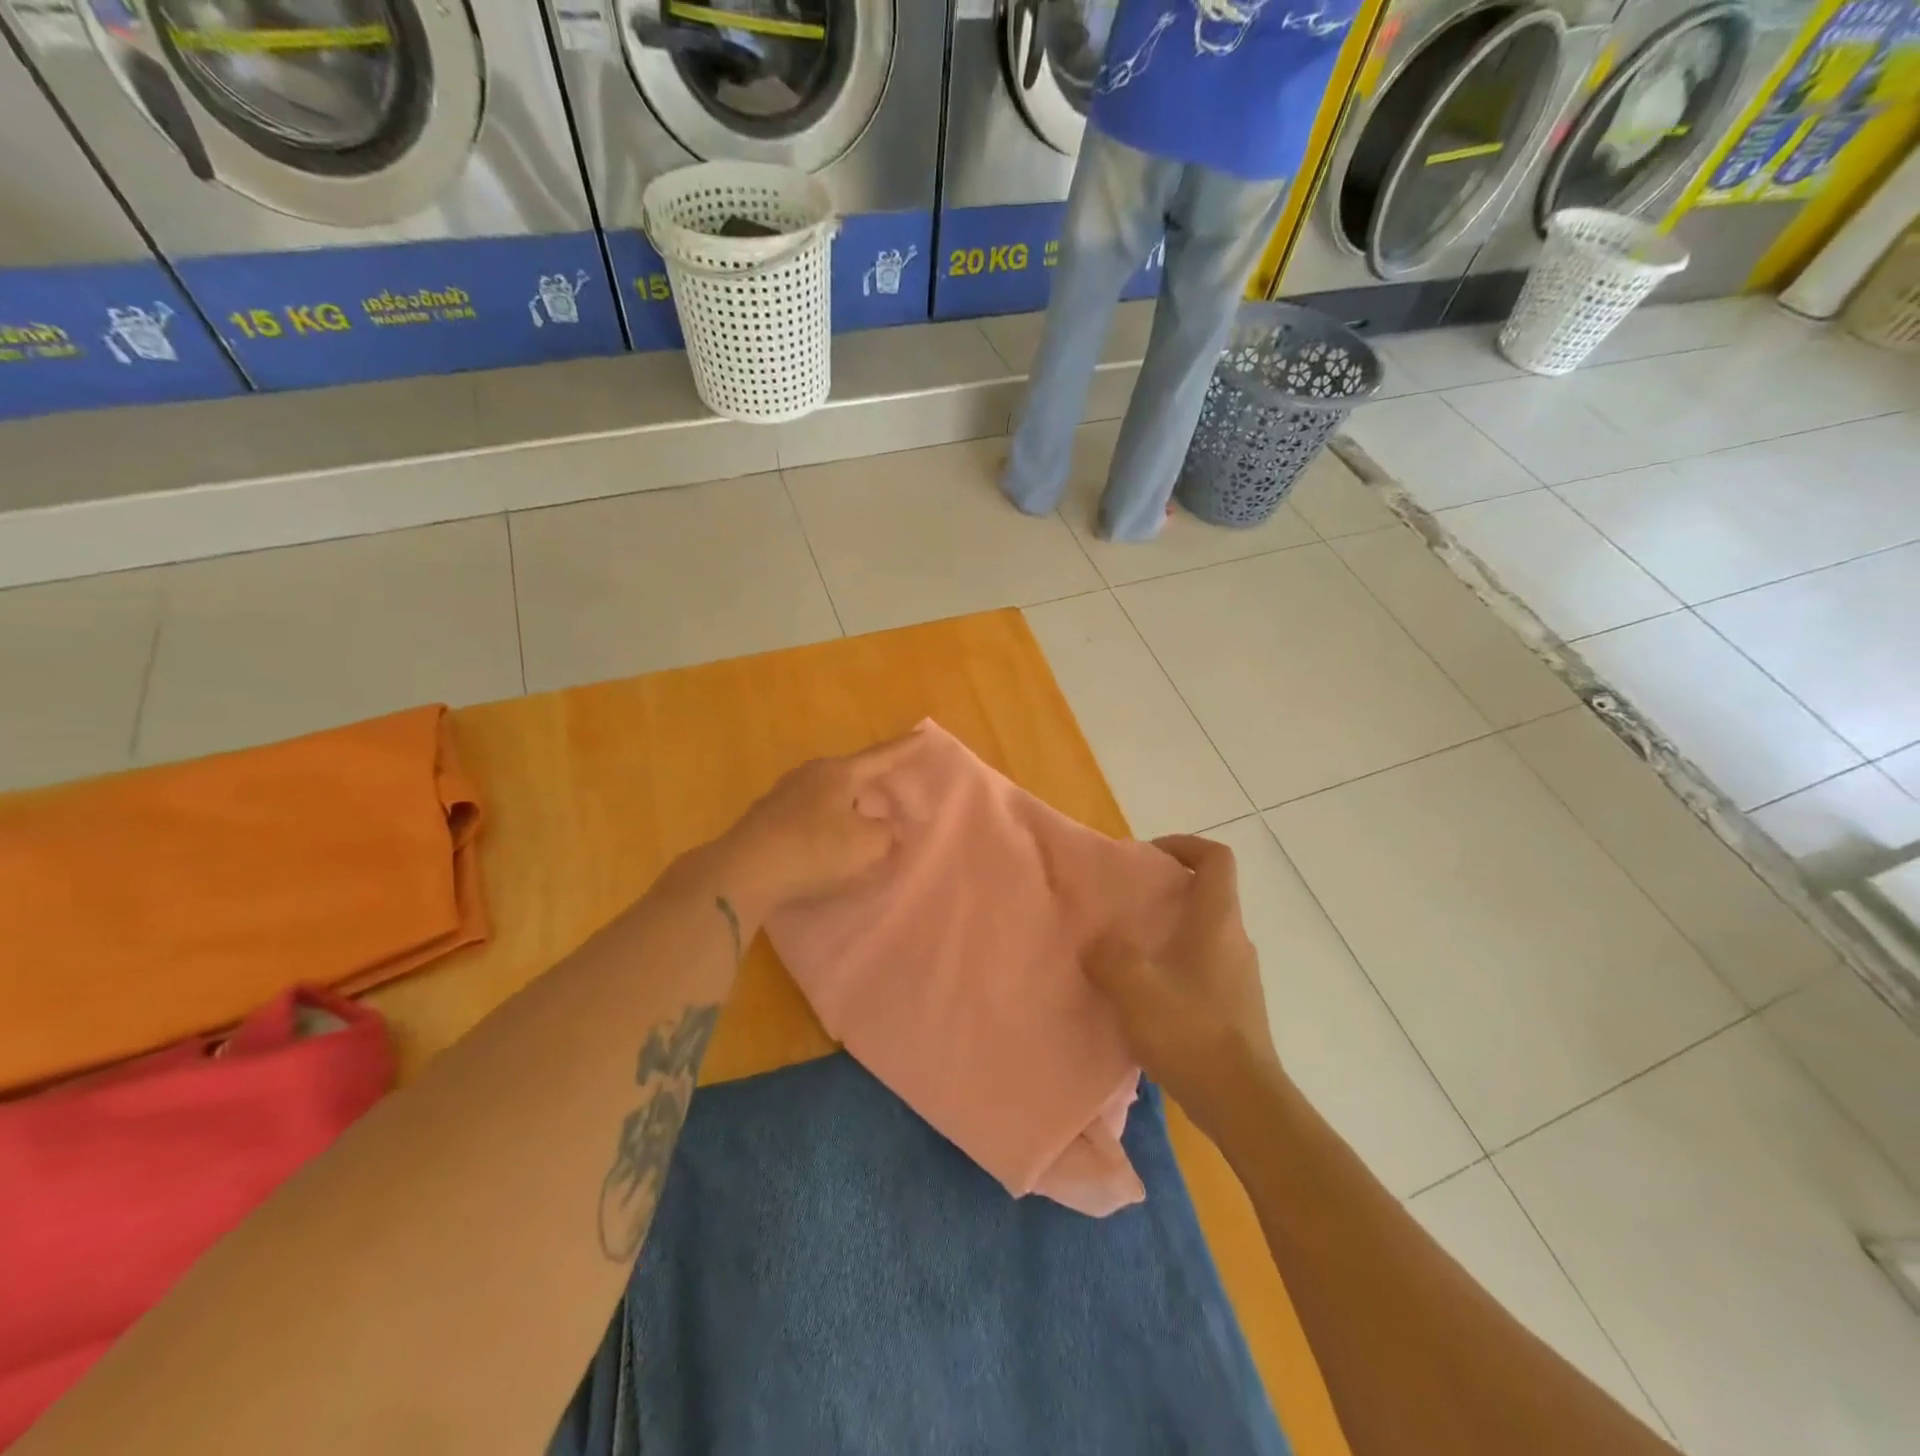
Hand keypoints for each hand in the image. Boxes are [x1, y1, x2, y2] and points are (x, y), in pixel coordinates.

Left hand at [705, 732, 922, 922]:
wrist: (744, 871)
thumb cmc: (814, 850)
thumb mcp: (868, 846)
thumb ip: (888, 834)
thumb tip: (888, 829)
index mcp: (839, 773)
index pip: (881, 756)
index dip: (904, 749)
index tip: (922, 736)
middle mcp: (811, 774)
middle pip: (851, 774)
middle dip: (872, 781)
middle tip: (890, 787)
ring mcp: (784, 794)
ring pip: (827, 794)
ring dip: (846, 805)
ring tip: (860, 819)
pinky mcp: (766, 818)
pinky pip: (808, 814)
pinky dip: (825, 823)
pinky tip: (826, 840)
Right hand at [1084, 835, 1279, 1135]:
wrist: (1242, 1101)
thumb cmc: (1190, 1030)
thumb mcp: (1134, 987)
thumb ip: (1107, 956)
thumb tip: (1097, 945)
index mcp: (1217, 921)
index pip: (1216, 858)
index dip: (1185, 845)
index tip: (1150, 855)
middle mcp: (1235, 940)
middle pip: (1209, 895)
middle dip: (1168, 891)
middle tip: (1128, 906)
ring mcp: (1240, 976)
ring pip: (1205, 934)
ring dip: (1170, 932)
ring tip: (1129, 952)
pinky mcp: (1236, 1008)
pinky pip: (1204, 969)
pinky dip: (1176, 967)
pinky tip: (1147, 997)